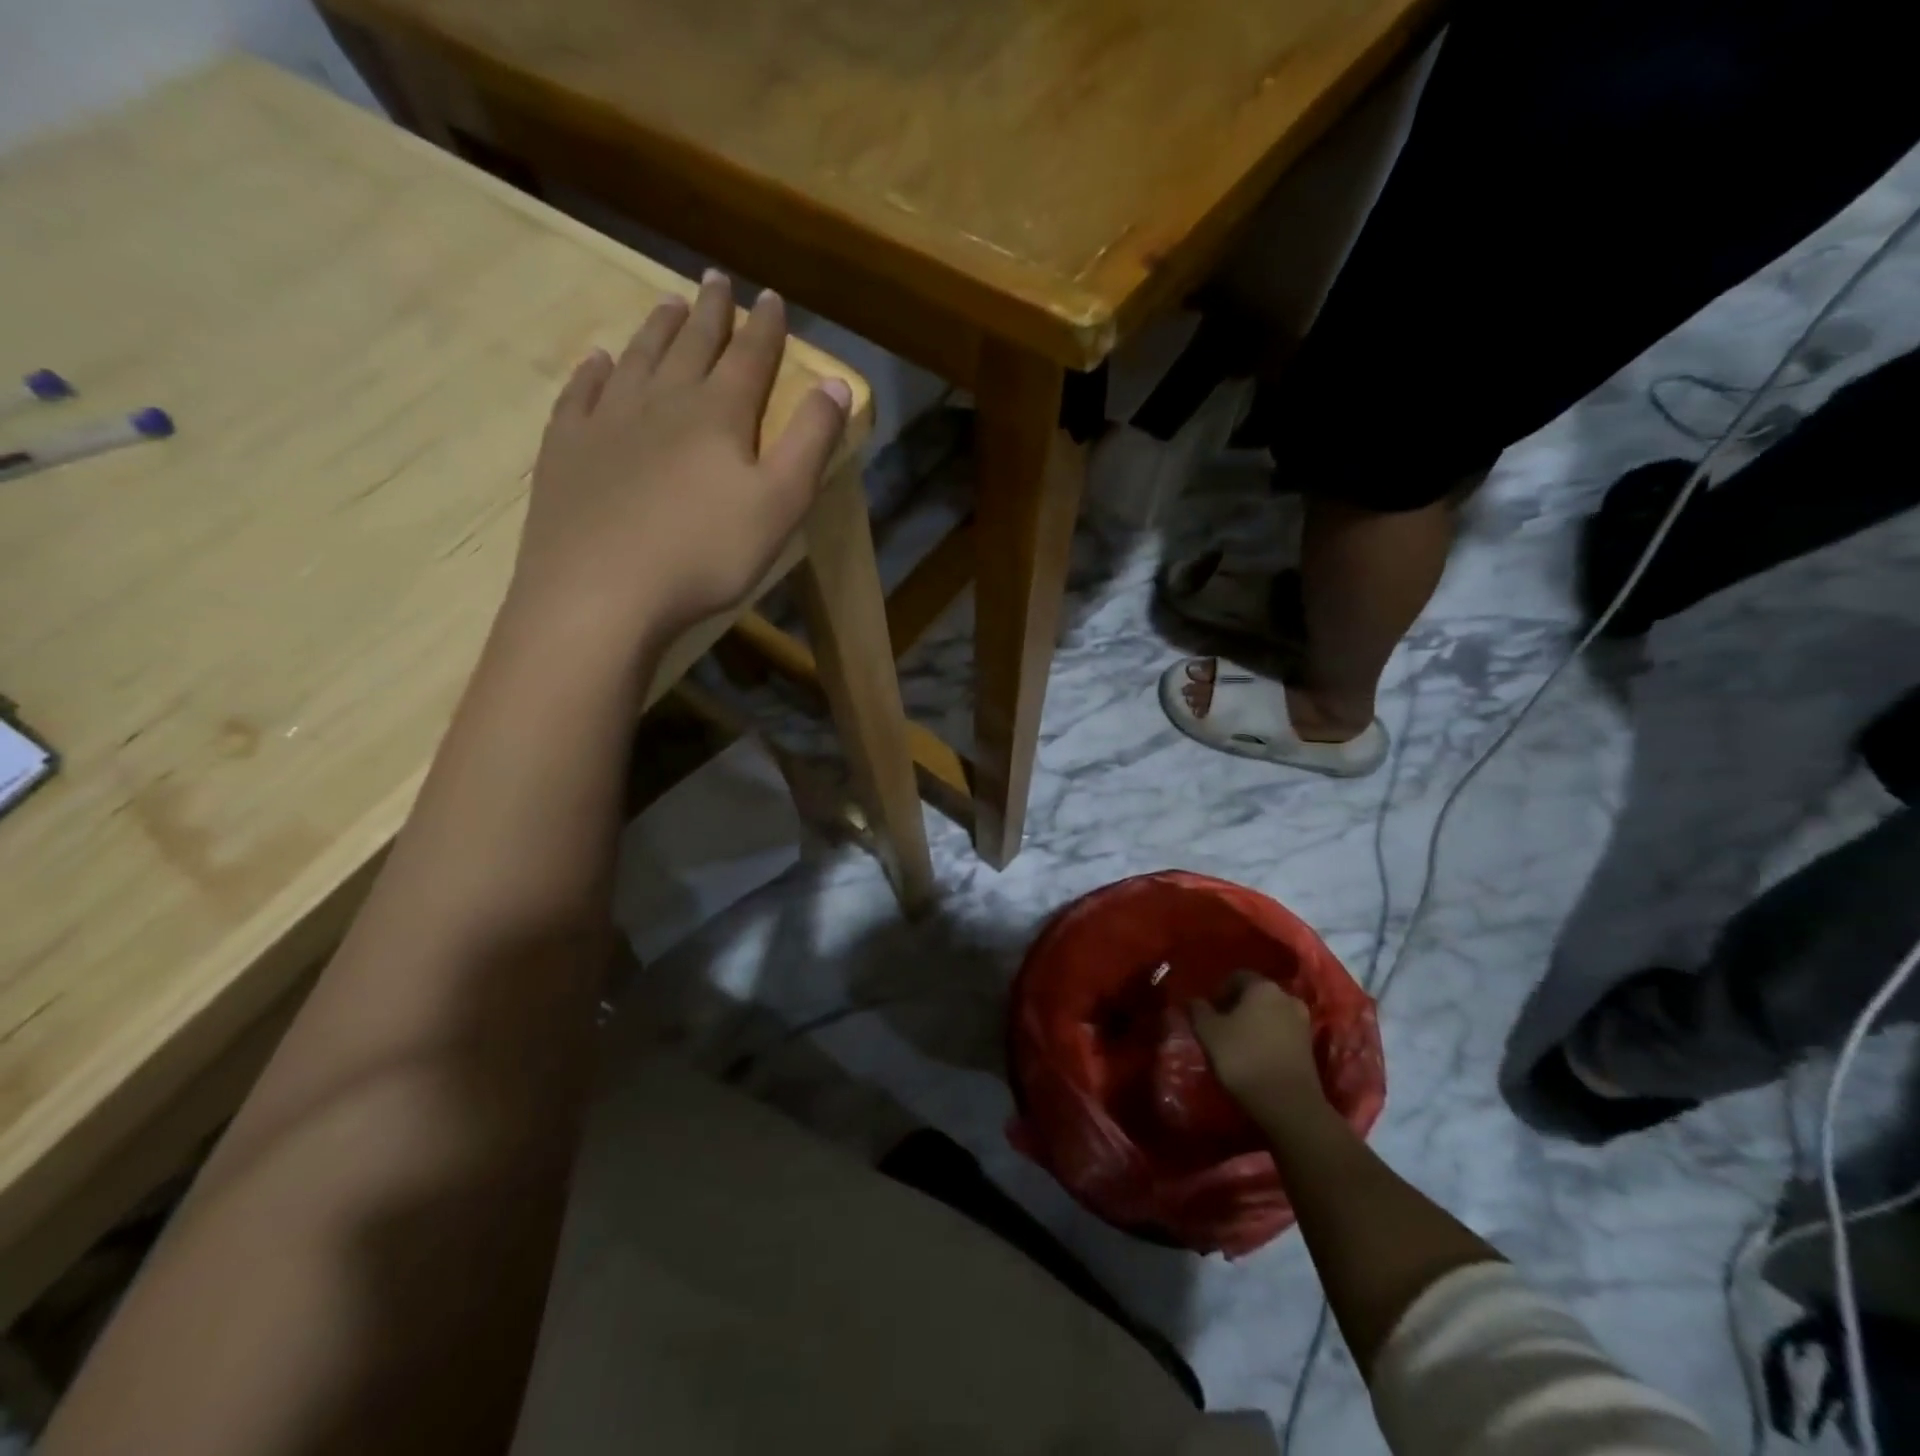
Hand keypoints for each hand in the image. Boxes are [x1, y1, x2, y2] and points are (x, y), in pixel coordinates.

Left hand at [504, 271, 851, 658]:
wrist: (601, 592)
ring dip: (657, 330)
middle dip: (710, 313)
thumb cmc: (704, 554)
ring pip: (638, 359)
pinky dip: (594, 371)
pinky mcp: (566, 448)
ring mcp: (607, 421)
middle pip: (692, 345)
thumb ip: (811, 442)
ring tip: (668, 304)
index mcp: (718, 414)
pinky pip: (582, 394)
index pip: (749, 357)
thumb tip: (835, 382)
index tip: (771, 297)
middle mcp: (662, 401)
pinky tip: (598, 361)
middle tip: (716, 280)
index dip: (765, 328)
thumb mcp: (779, 504)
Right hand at [1191, 972, 1324, 1114]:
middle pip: (1255, 995)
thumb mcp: (1208, 1032)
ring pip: (1270, 1014)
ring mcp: (1302, 1022)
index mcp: (1262, 986)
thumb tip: (1194, 1000)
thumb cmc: (1244, 1058)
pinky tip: (1254, 1056)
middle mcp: (1286, 997)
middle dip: (1237, 1006)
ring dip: (1253, 1023)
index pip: (1236, 976)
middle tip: (1219, 1025)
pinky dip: (1267, 1038)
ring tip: (1236, 1043)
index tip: (1207, 1011)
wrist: (1289, 1104)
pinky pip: (1282, 1033)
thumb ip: (1198, 1010)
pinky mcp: (1309, 1047)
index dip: (1218, 991)